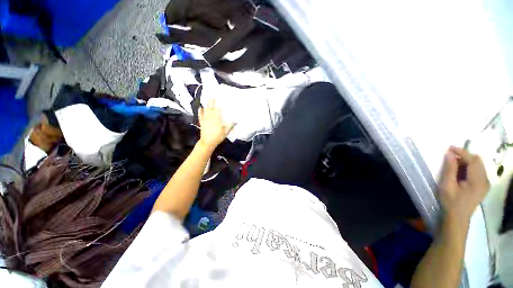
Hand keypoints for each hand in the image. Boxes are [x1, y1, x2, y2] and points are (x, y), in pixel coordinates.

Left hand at [198, 99, 234, 149]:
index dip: (219, 105)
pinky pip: (201, 116)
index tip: (220, 100)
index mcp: (217, 120)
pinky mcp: (202, 123)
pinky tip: (200, 108)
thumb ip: (231, 126)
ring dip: (207, 105)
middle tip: (213, 96)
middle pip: (211, 109)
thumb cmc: (218, 137)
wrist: (208, 142)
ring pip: (206, 111)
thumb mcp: (226, 132)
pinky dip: (200, 111)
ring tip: (207, 99)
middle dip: (212, 102)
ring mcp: (206, 120)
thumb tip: (237, 121)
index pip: (218, 110)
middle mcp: (211, 118)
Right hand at [439, 146, 489, 222]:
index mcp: (477, 181)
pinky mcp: (483, 186)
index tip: (449, 147)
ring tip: (453, 164)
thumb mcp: (447, 185)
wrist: (457, 218)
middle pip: (477, 161)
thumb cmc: (450, 202)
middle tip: (450, 156)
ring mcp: (485, 184)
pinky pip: (478, 171)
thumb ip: (450, 169)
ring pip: (478, 165)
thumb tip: (449, 153)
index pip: (473, 160)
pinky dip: (469, 167)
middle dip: (464, 156)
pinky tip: (460, 172)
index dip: (462, 152)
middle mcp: (485, 180)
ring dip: (466, 162)